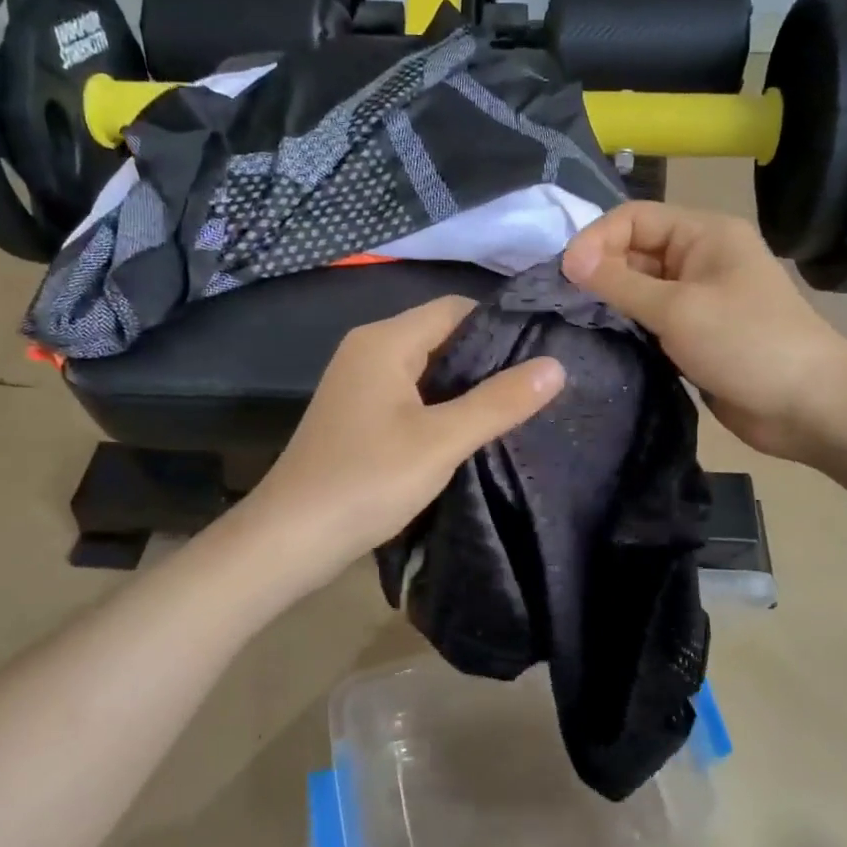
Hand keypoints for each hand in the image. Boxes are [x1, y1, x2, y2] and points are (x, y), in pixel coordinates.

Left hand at [245, 296, 564, 575]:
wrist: (290, 538)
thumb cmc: (367, 480)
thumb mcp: (442, 441)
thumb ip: (499, 402)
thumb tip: (556, 365)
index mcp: (385, 340)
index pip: (455, 308)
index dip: (501, 325)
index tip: (544, 353)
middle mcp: (368, 350)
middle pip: (441, 335)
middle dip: (488, 357)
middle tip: (537, 384)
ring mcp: (359, 382)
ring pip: (427, 367)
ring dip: (466, 384)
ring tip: (516, 406)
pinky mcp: (358, 413)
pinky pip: (410, 393)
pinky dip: (441, 404)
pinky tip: (471, 429)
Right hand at [562, 202, 846, 462]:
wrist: (807, 406)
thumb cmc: (746, 344)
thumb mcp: (678, 309)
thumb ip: (620, 283)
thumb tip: (569, 259)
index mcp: (705, 233)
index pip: (635, 218)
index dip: (597, 239)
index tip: (565, 274)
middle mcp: (700, 257)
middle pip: (636, 250)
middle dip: (600, 269)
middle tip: (563, 300)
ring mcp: (699, 297)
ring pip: (640, 287)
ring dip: (611, 299)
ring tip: (574, 318)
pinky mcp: (695, 333)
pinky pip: (651, 318)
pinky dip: (628, 325)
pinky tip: (602, 338)